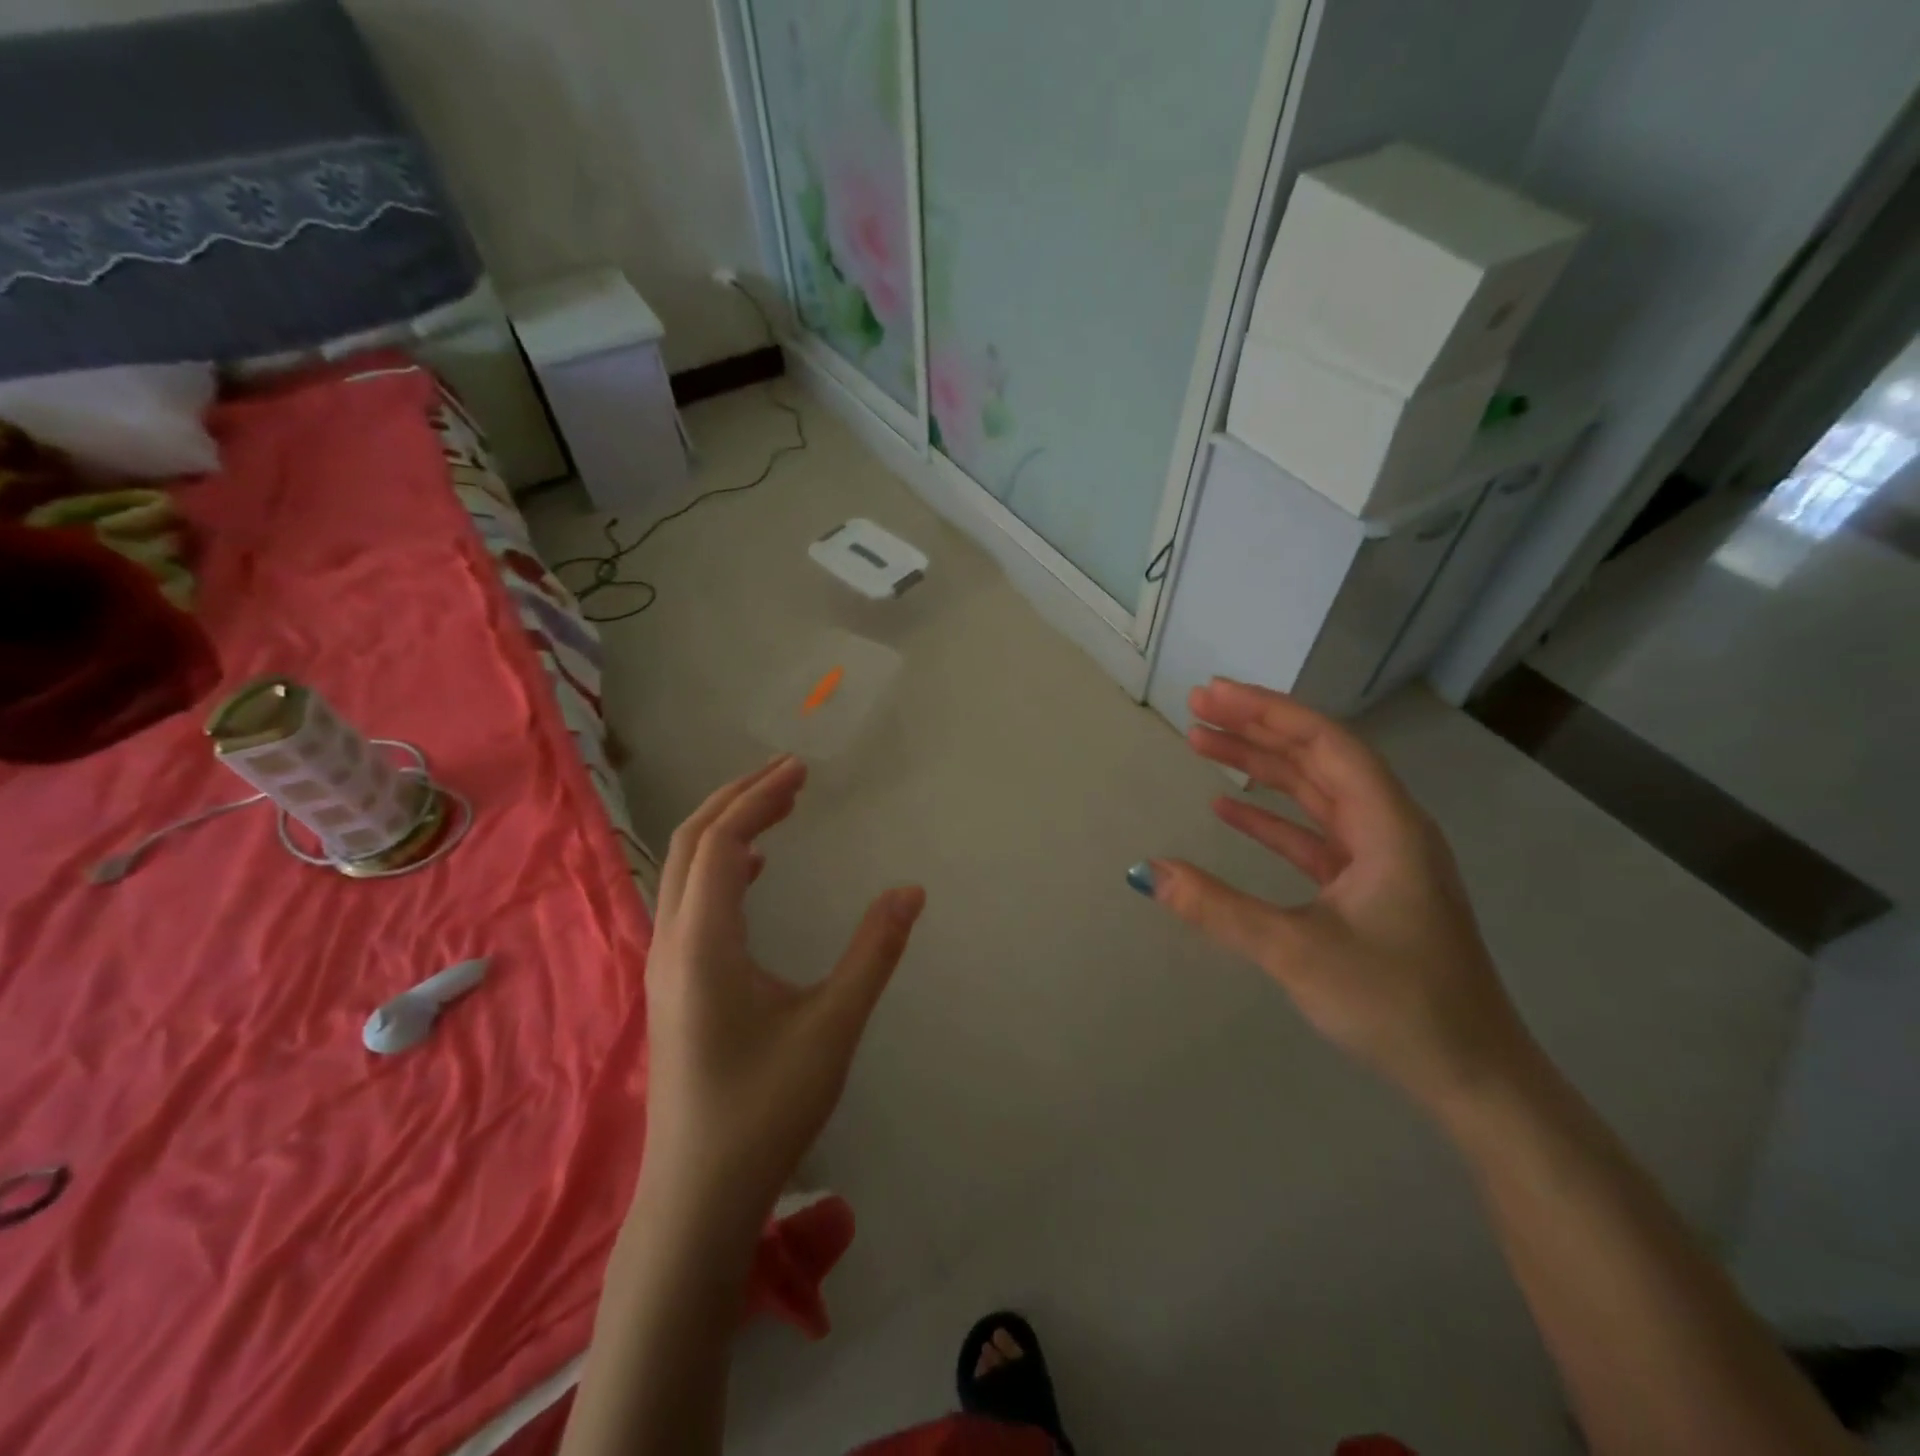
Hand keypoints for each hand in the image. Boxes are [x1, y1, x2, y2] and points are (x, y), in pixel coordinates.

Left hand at [641, 755, 925, 1223]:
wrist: (699, 1195)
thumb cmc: (766, 1108)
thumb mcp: (832, 1026)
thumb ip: (873, 952)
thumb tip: (910, 890)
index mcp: (703, 942)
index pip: (723, 843)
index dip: (759, 797)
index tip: (800, 770)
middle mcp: (671, 941)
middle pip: (692, 843)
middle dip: (739, 798)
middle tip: (791, 774)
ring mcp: (665, 964)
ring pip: (685, 871)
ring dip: (728, 829)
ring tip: (777, 807)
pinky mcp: (673, 983)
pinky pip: (690, 900)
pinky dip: (722, 867)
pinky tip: (756, 873)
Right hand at [1142, 679, 1533, 1112]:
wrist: (1473, 1077)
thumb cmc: (1397, 1006)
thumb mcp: (1297, 953)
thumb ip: (1218, 908)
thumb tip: (1145, 872)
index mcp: (1387, 826)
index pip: (1325, 743)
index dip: (1267, 711)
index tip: (1212, 695)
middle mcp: (1388, 828)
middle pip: (1317, 758)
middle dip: (1256, 728)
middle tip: (1196, 708)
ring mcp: (1380, 858)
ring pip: (1313, 793)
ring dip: (1260, 767)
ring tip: (1202, 743)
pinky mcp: (1367, 888)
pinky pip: (1311, 834)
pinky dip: (1270, 817)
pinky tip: (1228, 807)